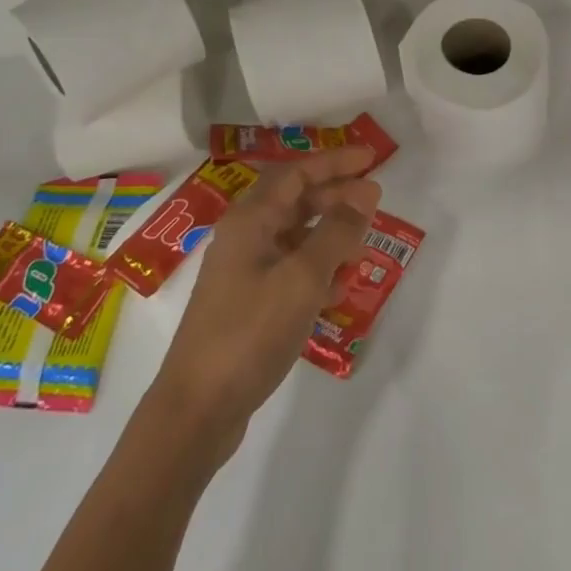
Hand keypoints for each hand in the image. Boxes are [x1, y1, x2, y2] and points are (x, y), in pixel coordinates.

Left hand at [152, 145, 380, 462]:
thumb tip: (365, 192)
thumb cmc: (250, 331)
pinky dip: (316, 271)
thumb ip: (337, 232)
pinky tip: (338, 289)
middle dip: (335, 198)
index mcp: (250, 219)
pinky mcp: (247, 304)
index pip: (297, 173)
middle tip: (373, 204)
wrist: (197, 410)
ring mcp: (243, 272)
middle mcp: (244, 236)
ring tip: (361, 251)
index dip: (335, 162)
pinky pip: (289, 270)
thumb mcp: (303, 278)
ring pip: (294, 237)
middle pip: (295, 201)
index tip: (371, 159)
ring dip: (329, 237)